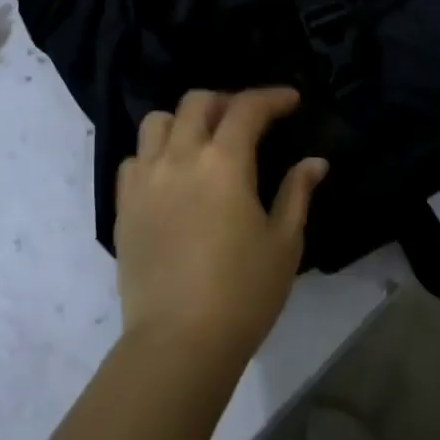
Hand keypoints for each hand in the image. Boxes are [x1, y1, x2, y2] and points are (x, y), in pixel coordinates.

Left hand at [114, 87, 328, 364]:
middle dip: (227, 101)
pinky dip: (154, 154)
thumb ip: (297, 193)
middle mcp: (179, 158)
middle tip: (248, 119)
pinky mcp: (124, 206)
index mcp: (224, 163)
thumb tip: (315, 163)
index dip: (272, 97)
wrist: (179, 341)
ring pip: (157, 123)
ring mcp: (145, 180)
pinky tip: (171, 175)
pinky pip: (133, 160)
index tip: (290, 101)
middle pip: (197, 102)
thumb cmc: (243, 293)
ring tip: (203, 141)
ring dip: (184, 121)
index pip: (247, 108)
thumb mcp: (284, 242)